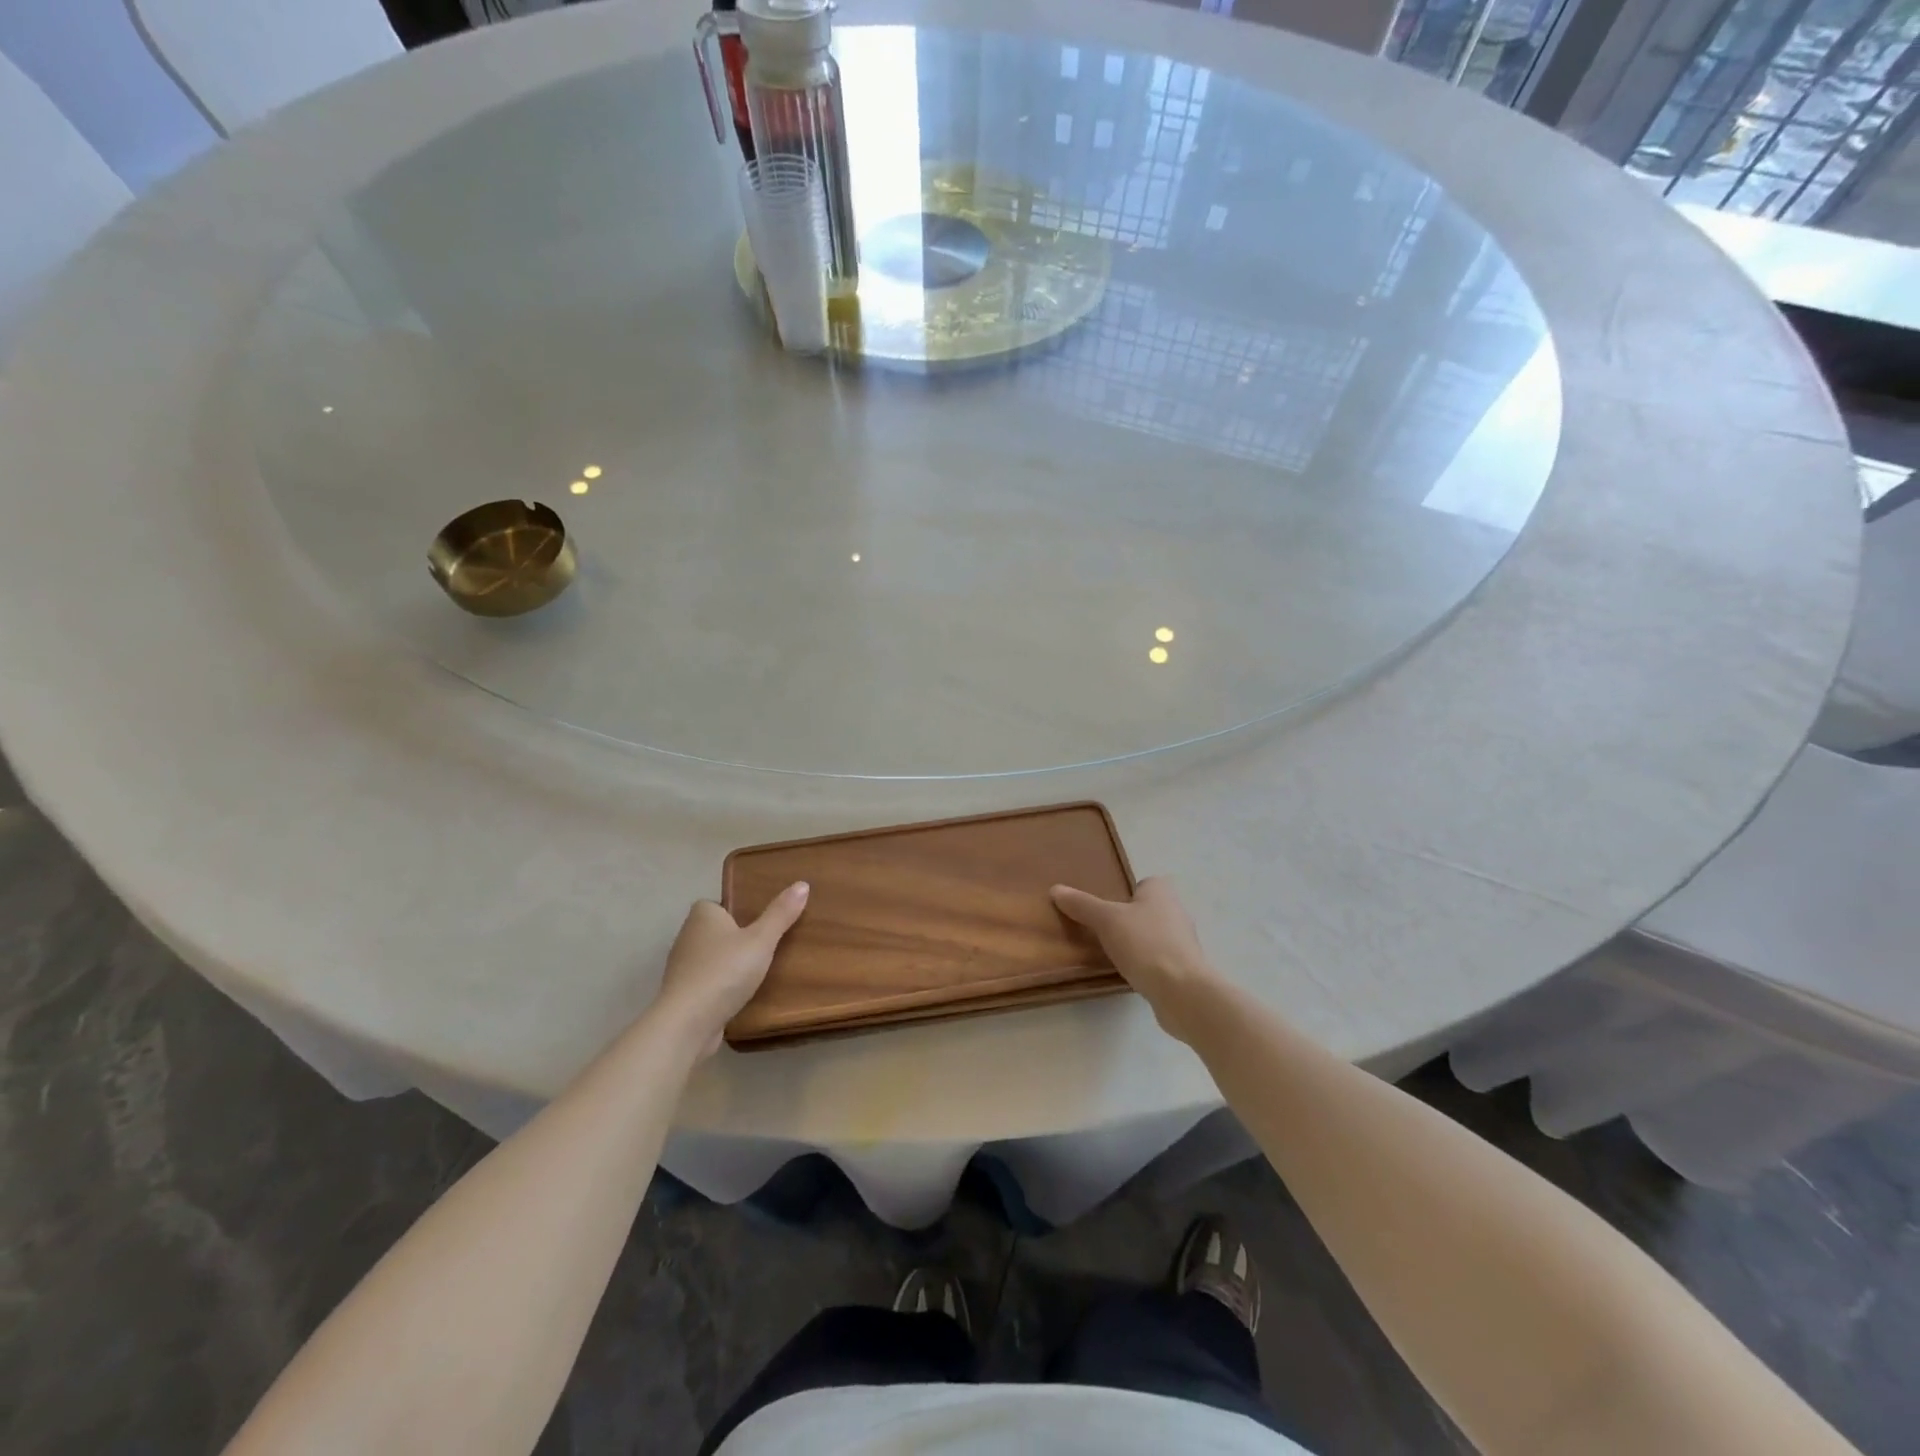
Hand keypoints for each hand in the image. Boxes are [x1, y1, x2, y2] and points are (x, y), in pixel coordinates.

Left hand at [655, 882, 809, 1057]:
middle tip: (766, 943)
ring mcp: (682, 967)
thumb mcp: (761, 940)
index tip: (759, 920)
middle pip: (714, 930)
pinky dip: (720, 985)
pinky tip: (739, 994)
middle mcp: (687, 936)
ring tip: (757, 970)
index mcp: (701, 916)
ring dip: (728, 963)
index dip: (736, 909)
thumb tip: (802, 884)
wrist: (687, 1023)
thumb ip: (780, 914)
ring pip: (710, 957)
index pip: (717, 904)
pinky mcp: (683, 995)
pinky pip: (706, 981)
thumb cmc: (725, 971)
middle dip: (735, 936)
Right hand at [1051, 876, 1217, 1041]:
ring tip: (1113, 954)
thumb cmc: (1145, 944)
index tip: (1105, 909)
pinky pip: (1159, 959)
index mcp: (1162, 891)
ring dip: (1137, 943)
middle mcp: (1177, 911)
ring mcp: (1183, 942)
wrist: (1182, 992)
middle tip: (1102, 931)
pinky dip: (1145, 964)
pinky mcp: (1184, 968)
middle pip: (1147, 910)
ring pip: (1153, 935)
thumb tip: (1055, 889)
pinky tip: (1130, 974)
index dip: (1125, 894)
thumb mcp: (1106, 920)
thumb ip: (1082, 905)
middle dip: (1128, 919)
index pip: (1142, 884)